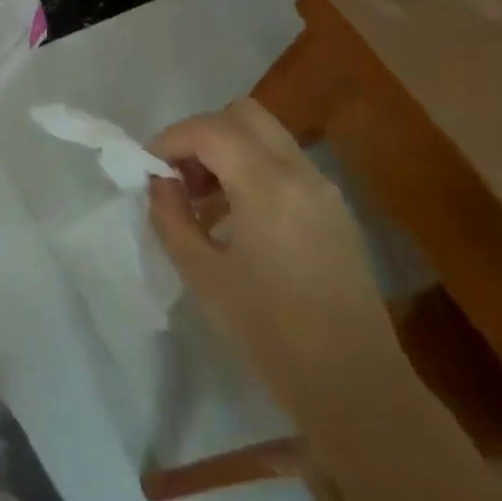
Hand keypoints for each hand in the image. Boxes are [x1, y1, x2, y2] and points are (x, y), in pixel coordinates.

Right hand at [147, 100, 395, 407]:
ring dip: (227, 151)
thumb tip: (160, 183)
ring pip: (267, 137)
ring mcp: (325, 191)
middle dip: (201, 135)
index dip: (170, 139)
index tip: (148, 170)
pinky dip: (252, 170)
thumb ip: (171, 217)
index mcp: (268, 186)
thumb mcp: (202, 274)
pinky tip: (237, 220)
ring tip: (203, 203)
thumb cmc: (268, 332)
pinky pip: (285, 165)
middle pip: (244, 115)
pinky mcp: (335, 212)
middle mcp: (301, 174)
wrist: (354, 385)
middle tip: (179, 177)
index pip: (210, 129)